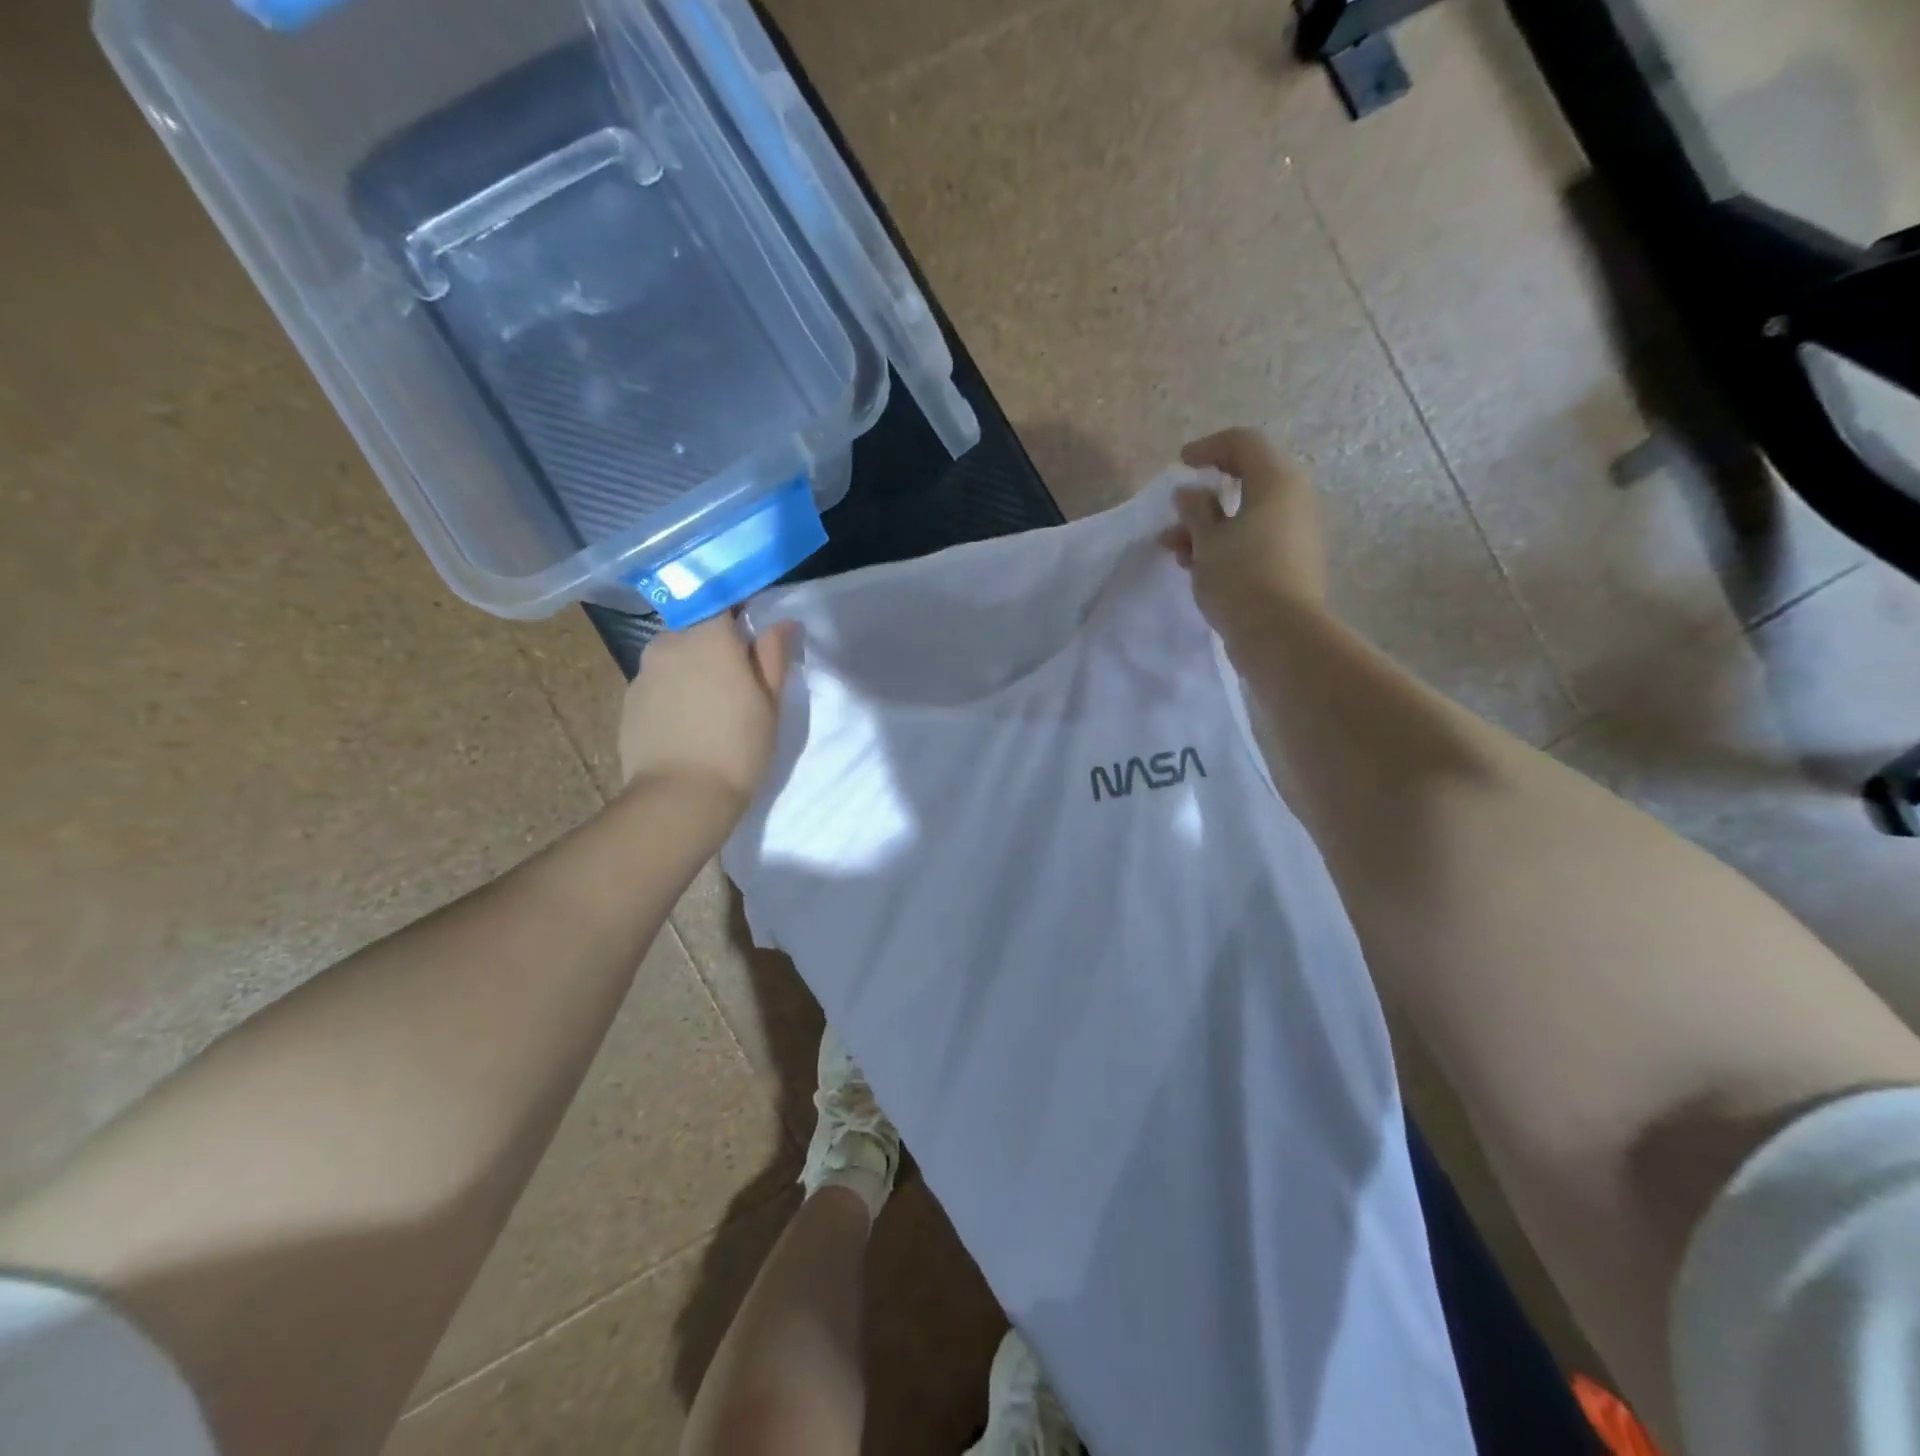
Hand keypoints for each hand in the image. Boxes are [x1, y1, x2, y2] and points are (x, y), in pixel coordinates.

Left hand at [617, 613, 799, 811]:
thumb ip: (774, 655)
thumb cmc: (738, 747)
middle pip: (695, 628)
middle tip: (739, 677)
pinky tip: (688, 723)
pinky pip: (658, 683)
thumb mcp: (770, 702)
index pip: (720, 598)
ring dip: (693, 667)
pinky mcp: (628, 701)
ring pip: (674, 655)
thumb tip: (782, 623)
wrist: (680, 798)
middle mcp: (669, 643)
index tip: (753, 626)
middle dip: (715, 642)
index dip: (738, 607)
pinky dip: (674, 692)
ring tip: (712, 704)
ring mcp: (643, 672)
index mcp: (708, 636)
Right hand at [1161, 428, 1324, 643]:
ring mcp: (1294, 532)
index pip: (1243, 443)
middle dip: (1204, 498)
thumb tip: (1189, 493)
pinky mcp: (1291, 561)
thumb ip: (1195, 511)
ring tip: (1176, 552)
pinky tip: (1198, 568)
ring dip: (1208, 527)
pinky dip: (1226, 544)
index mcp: (1275, 482)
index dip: (1209, 447)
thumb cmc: (1240, 577)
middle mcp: (1292, 500)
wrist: (1281, 634)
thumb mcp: (1207, 541)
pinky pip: (1255, 539)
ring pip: (1246, 515)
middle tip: (1175, 516)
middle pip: (1245, 481)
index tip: (1181, 464)